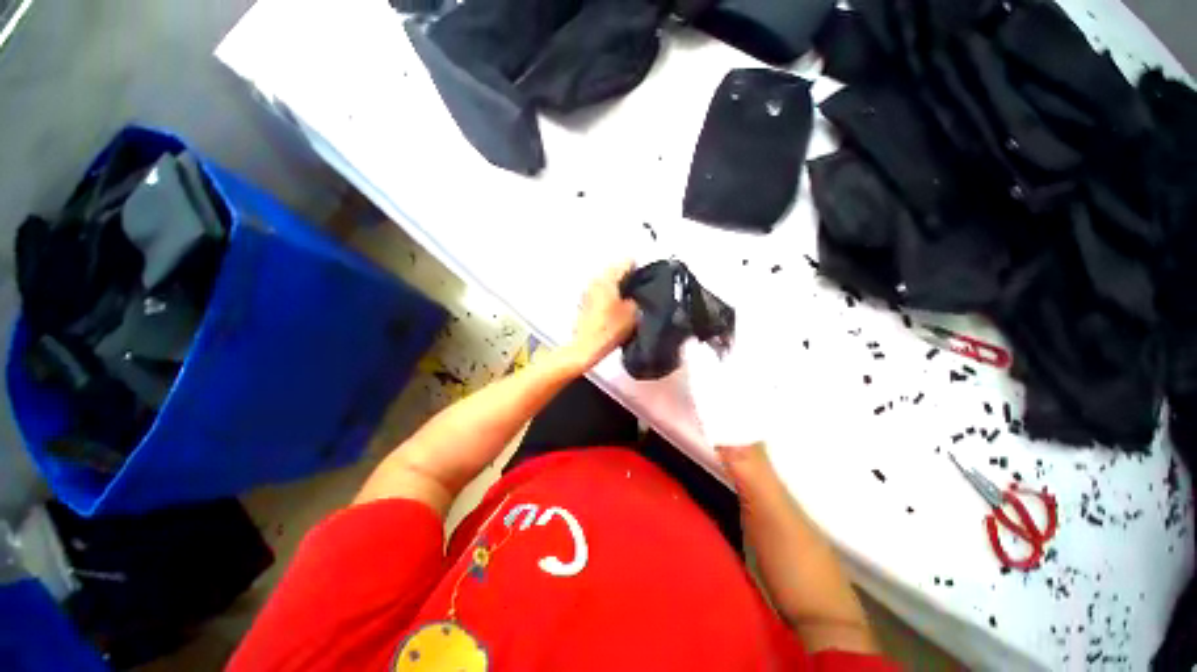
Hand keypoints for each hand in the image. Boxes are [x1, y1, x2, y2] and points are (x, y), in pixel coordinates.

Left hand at [567, 261, 637, 368]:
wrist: (586, 347)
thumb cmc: (608, 330)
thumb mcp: (632, 314)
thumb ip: (637, 299)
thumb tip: (635, 296)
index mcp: (607, 279)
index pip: (627, 262)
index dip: (639, 270)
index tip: (646, 278)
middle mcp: (595, 280)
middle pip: (615, 271)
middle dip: (627, 279)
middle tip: (638, 291)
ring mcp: (587, 291)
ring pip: (607, 282)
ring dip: (617, 288)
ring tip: (628, 302)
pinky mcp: (584, 302)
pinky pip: (600, 292)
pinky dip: (609, 297)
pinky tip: (616, 310)